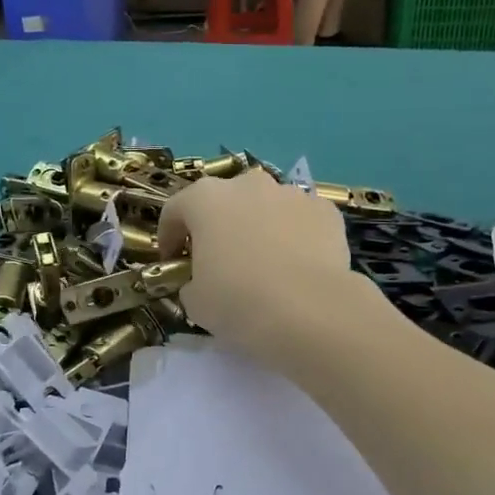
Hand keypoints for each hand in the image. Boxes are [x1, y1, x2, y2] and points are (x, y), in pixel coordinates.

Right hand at [157, 170, 352, 353]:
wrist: (309, 310)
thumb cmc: (238, 301)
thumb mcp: (196, 302)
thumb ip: (191, 283)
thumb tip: (201, 283)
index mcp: (205, 199)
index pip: (175, 210)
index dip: (169, 236)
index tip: (173, 261)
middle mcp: (248, 184)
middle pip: (224, 201)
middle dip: (219, 225)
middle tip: (220, 260)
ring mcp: (291, 194)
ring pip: (266, 207)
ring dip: (259, 227)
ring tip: (265, 263)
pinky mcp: (326, 211)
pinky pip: (301, 220)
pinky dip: (296, 236)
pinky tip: (298, 265)